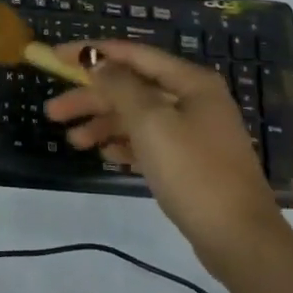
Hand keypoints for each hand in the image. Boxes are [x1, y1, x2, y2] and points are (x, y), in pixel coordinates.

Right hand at [44, 39, 280, 265]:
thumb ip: (121, 87)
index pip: (132, 55)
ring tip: (73, 141)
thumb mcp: (151, 123)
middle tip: (52, 111)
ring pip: (138, 117)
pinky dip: (125, 144)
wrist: (240, 239)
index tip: (56, 56)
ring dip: (103, 124)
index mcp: (190, 82)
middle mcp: (193, 100)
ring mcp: (194, 132)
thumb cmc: (194, 172)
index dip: (92, 53)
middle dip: (91, 97)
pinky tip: (104, 154)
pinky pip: (149, 142)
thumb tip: (98, 62)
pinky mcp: (190, 161)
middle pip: (132, 88)